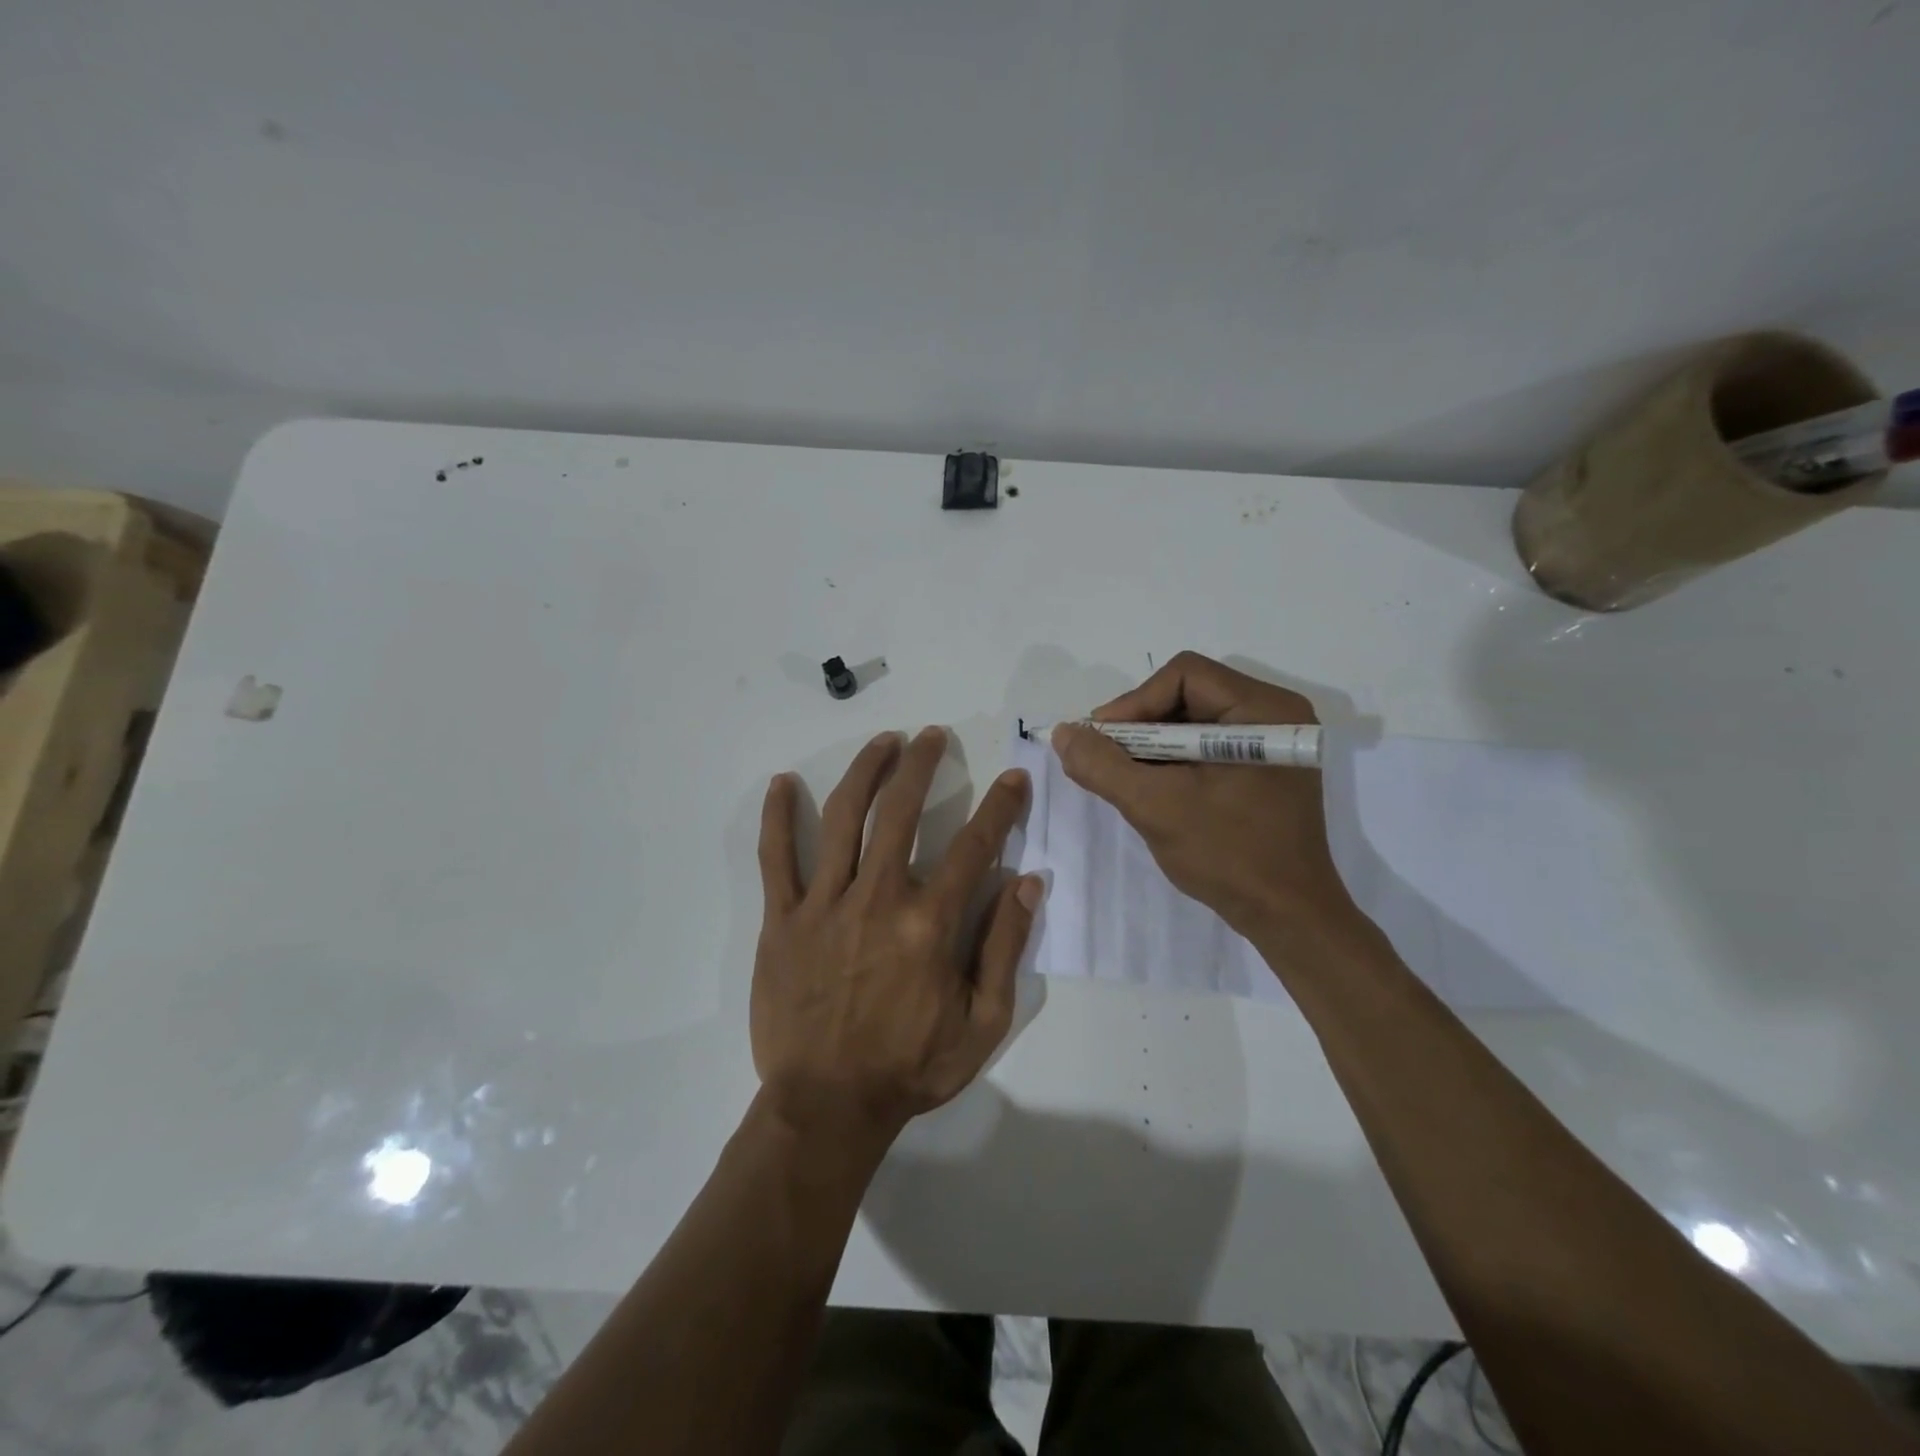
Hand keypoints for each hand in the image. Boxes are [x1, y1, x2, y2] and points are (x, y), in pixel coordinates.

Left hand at [753, 727, 1043, 1147]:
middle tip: (932, 736)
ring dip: (866, 771)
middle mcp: (878, 898)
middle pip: (901, 812)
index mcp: (929, 924)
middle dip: (922, 765)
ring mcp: (824, 905)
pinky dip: (779, 817)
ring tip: (883, 741)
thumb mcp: (982, 1023)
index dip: (1000, 806)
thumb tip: (1028, 881)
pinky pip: (776, 858)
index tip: (1013, 777)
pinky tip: (784, 782)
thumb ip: (1006, 947)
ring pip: (844, 818)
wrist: (826, 1106)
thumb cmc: (910, 1068)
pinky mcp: (781, 920)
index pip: (974, 846)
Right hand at [1051, 651, 1359, 941]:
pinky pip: (1206, 746)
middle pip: (1188, 694)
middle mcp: (1274, 715)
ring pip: (1193, 721)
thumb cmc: (1228, 855)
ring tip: (1123, 776)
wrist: (1287, 917)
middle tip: (1105, 758)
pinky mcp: (1263, 769)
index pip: (1183, 676)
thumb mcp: (1156, 807)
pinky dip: (1172, 761)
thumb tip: (1064, 733)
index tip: (1101, 741)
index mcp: (1263, 711)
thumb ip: (1103, 765)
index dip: (1134, 702)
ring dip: (1152, 745)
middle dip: (1140, 725)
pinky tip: (1151, 787)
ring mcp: (1271, 744)